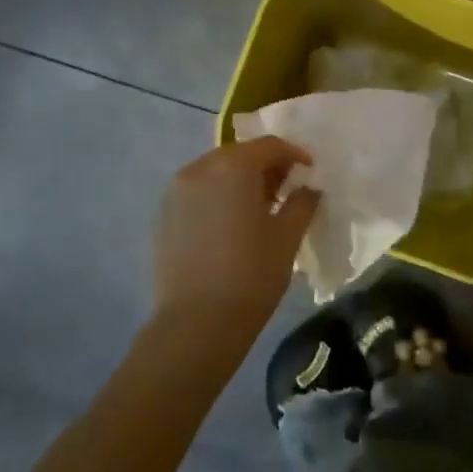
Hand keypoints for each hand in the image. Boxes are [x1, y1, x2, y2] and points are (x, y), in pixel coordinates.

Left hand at [151, 137, 321, 347]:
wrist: (196, 325)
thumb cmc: (251, 275)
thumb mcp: (288, 236)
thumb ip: (302, 202)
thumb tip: (308, 188)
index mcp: (233, 166)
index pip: (270, 146)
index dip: (294, 154)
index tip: (309, 171)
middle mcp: (200, 168)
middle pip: (240, 155)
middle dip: (266, 167)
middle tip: (286, 190)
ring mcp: (176, 192)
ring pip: (216, 172)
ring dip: (239, 181)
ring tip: (258, 210)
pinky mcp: (163, 215)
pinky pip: (197, 193)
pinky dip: (217, 197)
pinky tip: (229, 226)